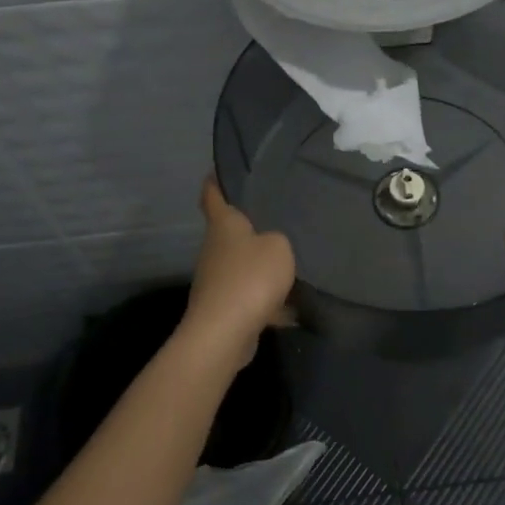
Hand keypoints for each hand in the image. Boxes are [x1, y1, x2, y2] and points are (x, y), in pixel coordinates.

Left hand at [184, 178, 296, 361]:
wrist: (225, 333)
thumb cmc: (250, 277)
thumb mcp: (279, 247)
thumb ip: (280, 240)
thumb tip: (272, 245)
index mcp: (224, 225)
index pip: (213, 195)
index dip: (215, 182)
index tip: (218, 171)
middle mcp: (214, 249)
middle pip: (230, 233)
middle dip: (250, 228)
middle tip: (277, 219)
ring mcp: (216, 280)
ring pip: (241, 266)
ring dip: (260, 267)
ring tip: (290, 263)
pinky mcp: (223, 308)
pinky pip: (250, 297)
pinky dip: (267, 301)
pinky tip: (292, 307)